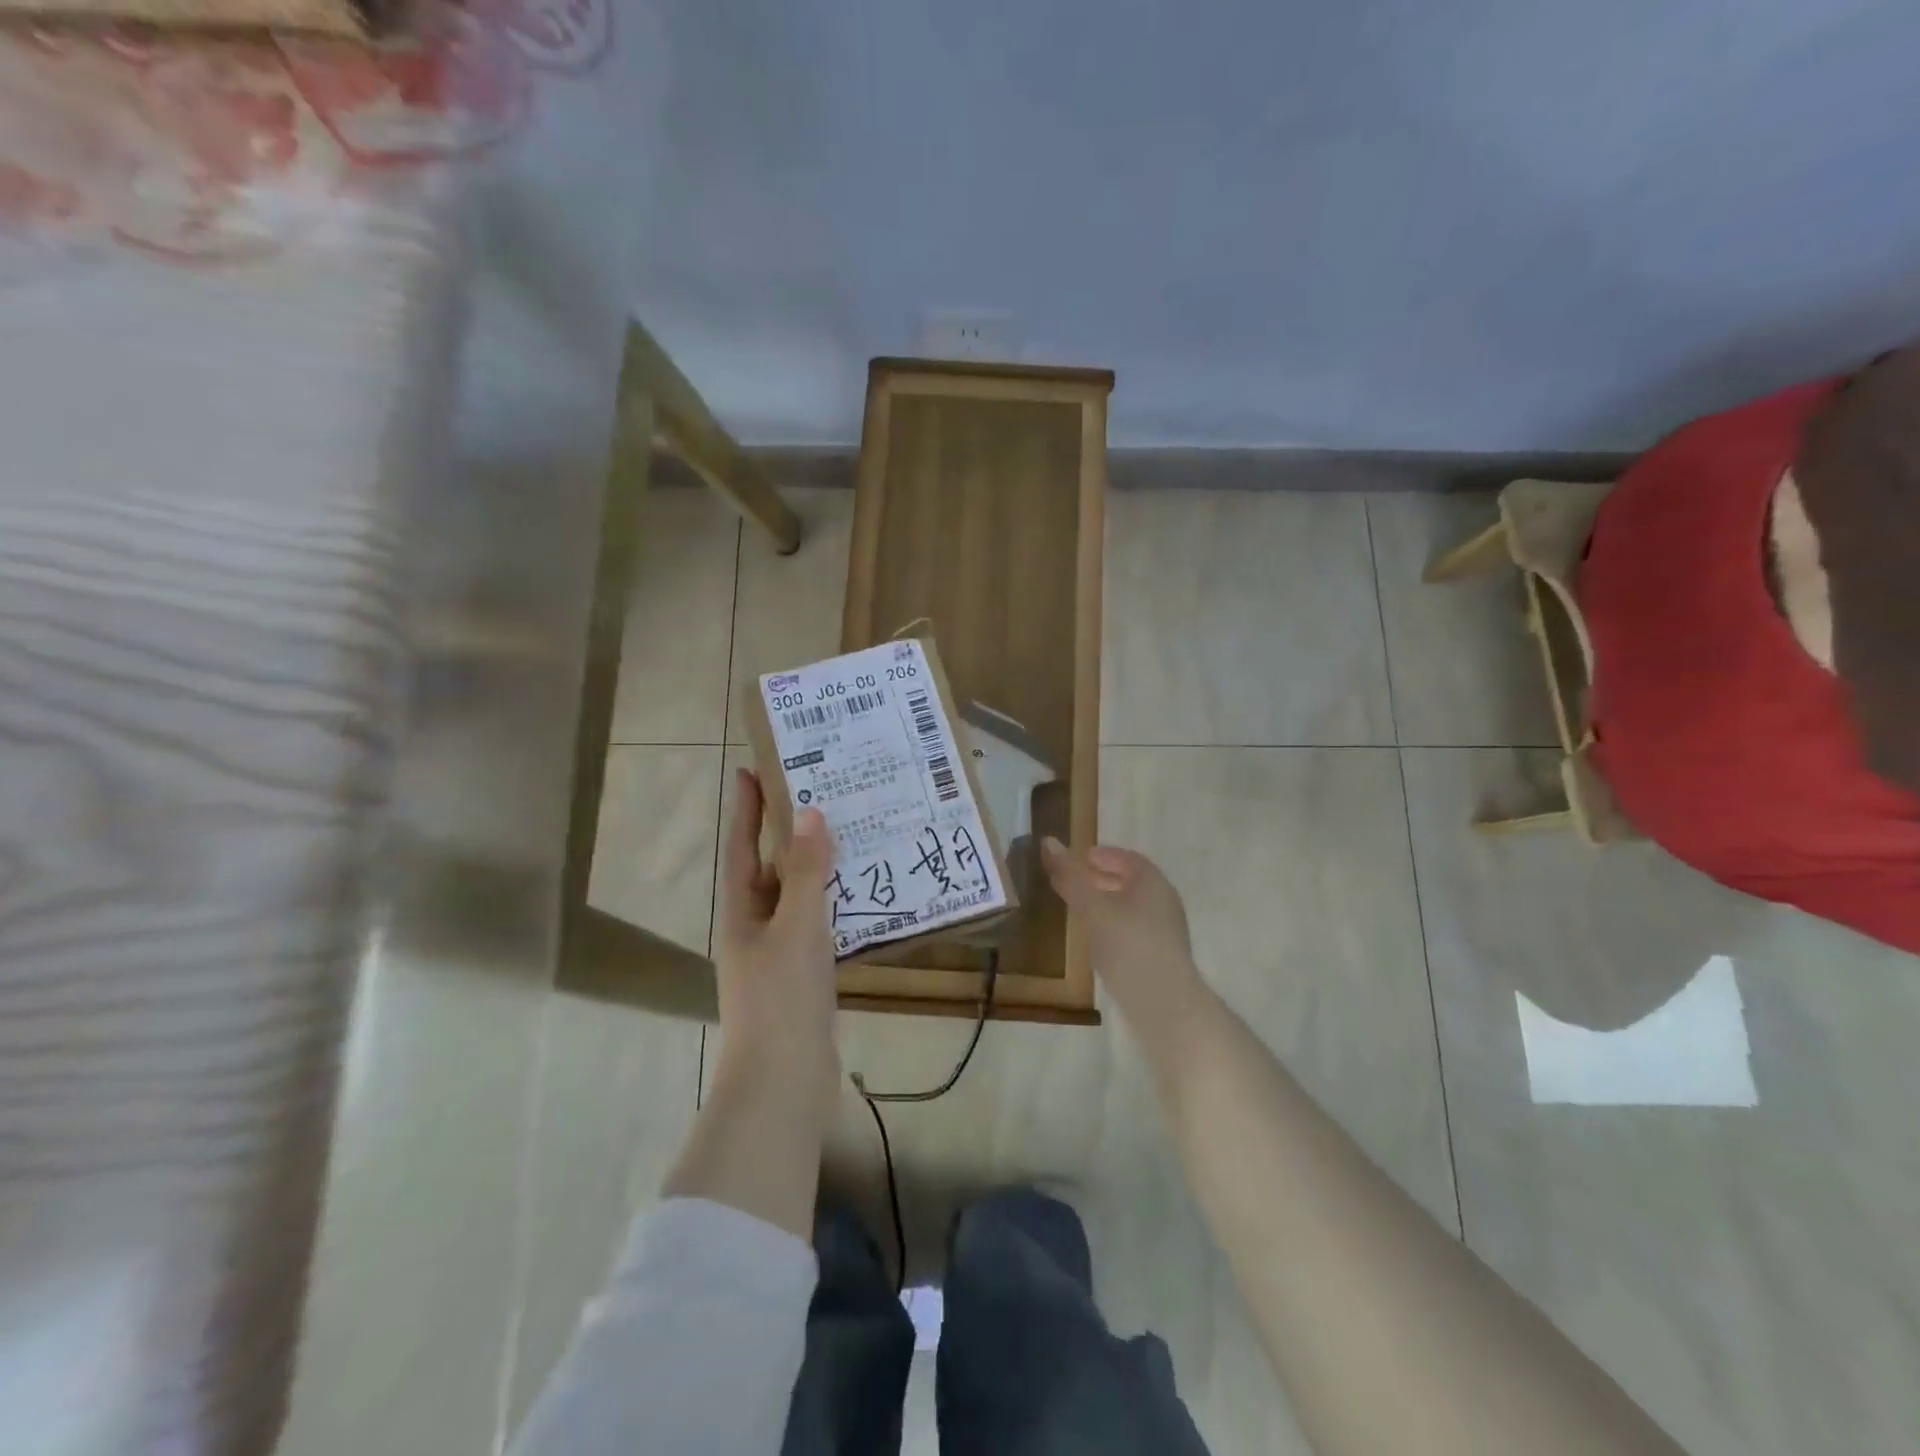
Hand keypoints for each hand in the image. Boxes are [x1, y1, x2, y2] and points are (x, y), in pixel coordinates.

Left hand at [714, 768, 839, 1114]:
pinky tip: (862, 893)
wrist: (783, 1081)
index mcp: (742, 911)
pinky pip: (819, 924)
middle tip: (818, 792)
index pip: (744, 846)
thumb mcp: (796, 927)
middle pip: (771, 867)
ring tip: (847, 832)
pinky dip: (836, 902)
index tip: (753, 769)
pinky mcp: (804, 977)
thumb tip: (810, 812)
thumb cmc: (782, 997)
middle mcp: (756, 927)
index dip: (748, 808)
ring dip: (817, 865)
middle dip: (787, 831)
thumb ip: (806, 872)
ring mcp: (779, 954)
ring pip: (798, 896)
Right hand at [1041, 836, 1202, 1024]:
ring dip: (1106, 903)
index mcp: (1152, 881)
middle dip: (1101, 879)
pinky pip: (1134, 929)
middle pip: (1130, 882)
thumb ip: (1070, 875)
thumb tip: (1048, 841)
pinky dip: (1113, 925)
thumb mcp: (1092, 906)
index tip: (1078, 858)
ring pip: (1132, 907)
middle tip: (1073, 882)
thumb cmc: (1127, 944)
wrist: (1163, 1003)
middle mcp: (1164, 901)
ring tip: (1079, 910)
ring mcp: (1166, 931)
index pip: (1127, 858)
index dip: (1102, 855)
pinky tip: (1096, 940)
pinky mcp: (1161, 956)